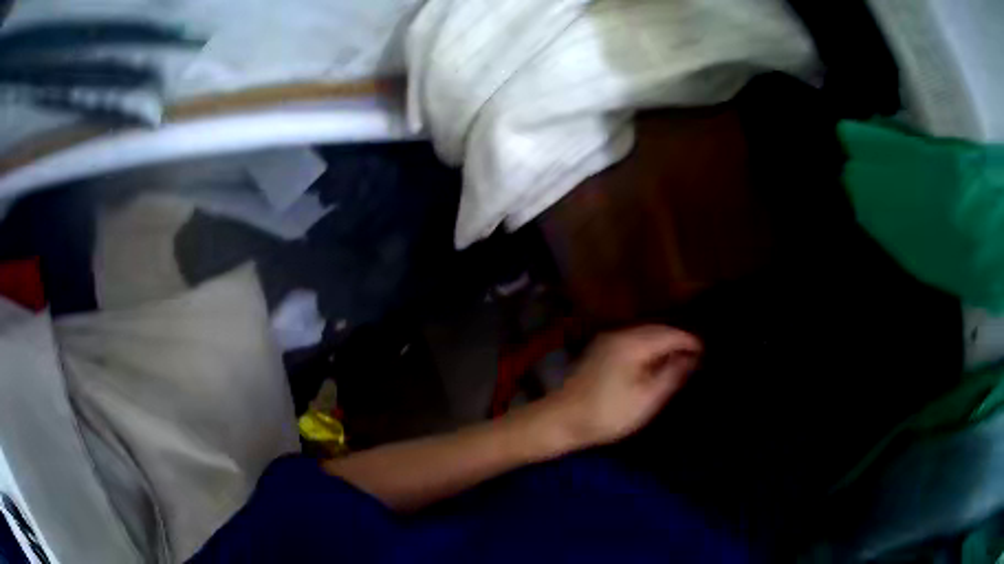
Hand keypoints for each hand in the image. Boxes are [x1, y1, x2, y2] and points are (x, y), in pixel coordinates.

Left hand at [544, 326, 701, 449]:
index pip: (671, 333)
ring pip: (644, 336)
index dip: (691, 342)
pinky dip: (648, 350)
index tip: (707, 354)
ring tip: (680, 363)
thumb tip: (692, 357)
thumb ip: (672, 374)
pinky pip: (632, 343)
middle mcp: (620, 334)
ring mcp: (607, 341)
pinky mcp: (600, 352)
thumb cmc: (607, 413)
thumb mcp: (647, 398)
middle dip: (678, 342)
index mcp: (633, 342)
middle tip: (697, 358)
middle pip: (657, 330)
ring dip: (663, 346)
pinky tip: (654, 365)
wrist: (560, 421)